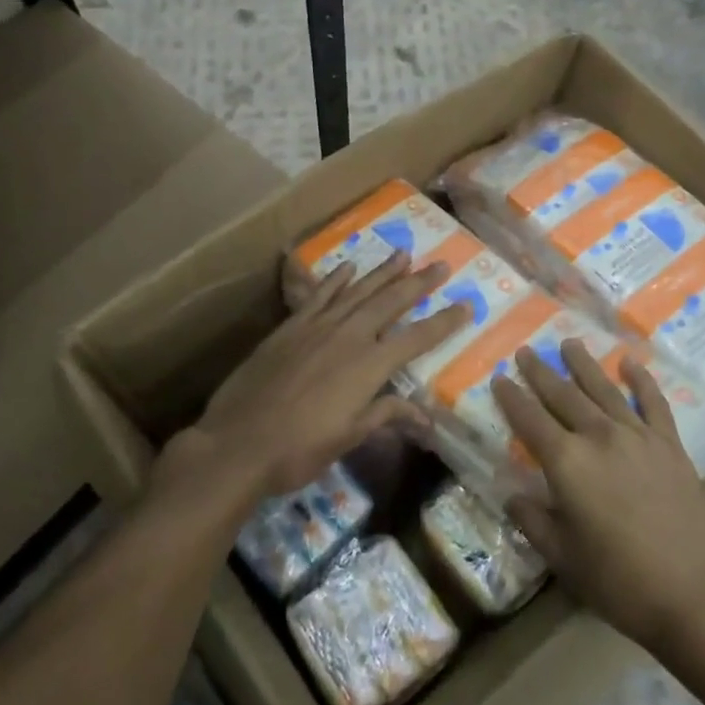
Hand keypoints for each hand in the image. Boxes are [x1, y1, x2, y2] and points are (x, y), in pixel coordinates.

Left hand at [168, 250, 470, 506]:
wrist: (237, 444)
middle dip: (418, 283)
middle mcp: (349, 337)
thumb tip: (426, 417)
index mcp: (369, 366)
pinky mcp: (290, 327)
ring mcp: (317, 327)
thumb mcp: (349, 438)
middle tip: (440, 264)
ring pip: (358, 291)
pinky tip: (348, 267)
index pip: (417, 338)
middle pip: (391, 303)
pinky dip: (336, 280)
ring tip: (403, 254)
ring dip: (382, 272)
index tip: (467, 305)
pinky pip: (318, 295)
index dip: (445, 322)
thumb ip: (386, 415)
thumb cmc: (299, 450)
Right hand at [494, 339, 704, 653]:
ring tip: (569, 342)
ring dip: (584, 364)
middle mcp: (599, 436)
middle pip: (563, 395)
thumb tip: (512, 497)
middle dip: (541, 372)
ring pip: (604, 389)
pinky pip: (653, 402)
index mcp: (567, 462)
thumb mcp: (562, 557)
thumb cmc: (618, 580)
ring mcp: (638, 436)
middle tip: (526, 351)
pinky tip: (631, 362)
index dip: (512, 398)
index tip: (499, 377)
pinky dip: (641, 380)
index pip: (530, 419)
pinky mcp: (670, 444)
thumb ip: (533, 521)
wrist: (693, 591)